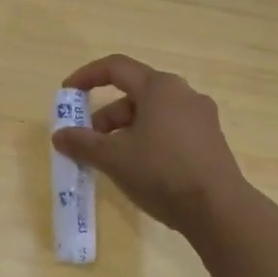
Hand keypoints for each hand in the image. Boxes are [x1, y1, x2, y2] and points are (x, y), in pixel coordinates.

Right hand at [52, 54, 246, 235]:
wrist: (218, 209)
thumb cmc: (161, 172)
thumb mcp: (113, 158)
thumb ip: (82, 143)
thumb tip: (59, 135)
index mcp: (159, 87)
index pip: (116, 67)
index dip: (87, 76)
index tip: (67, 93)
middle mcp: (183, 94)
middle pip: (134, 94)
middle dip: (106, 115)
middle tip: (88, 141)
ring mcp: (201, 117)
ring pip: (153, 114)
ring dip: (125, 130)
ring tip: (111, 160)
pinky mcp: (210, 141)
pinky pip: (170, 130)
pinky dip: (148, 140)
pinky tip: (140, 168)